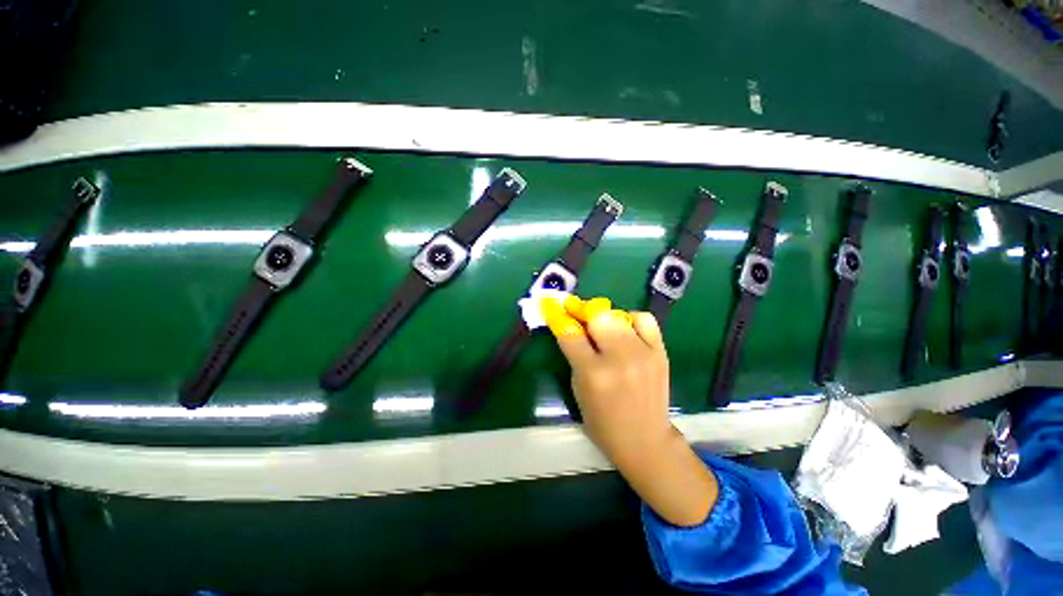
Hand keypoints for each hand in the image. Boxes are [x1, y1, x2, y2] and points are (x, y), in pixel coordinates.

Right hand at [542, 296, 671, 464]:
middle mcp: (619, 359)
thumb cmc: (603, 421)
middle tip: (577, 314)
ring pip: (618, 315)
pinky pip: (644, 319)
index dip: (558, 317)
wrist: (645, 439)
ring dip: (604, 317)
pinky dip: (630, 318)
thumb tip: (571, 326)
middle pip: (597, 316)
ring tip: (601, 326)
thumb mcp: (578, 389)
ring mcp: (643, 353)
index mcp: (593, 374)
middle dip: (583, 312)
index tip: (554, 308)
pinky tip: (625, 329)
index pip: (570, 333)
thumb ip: (574, 355)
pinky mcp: (660, 352)